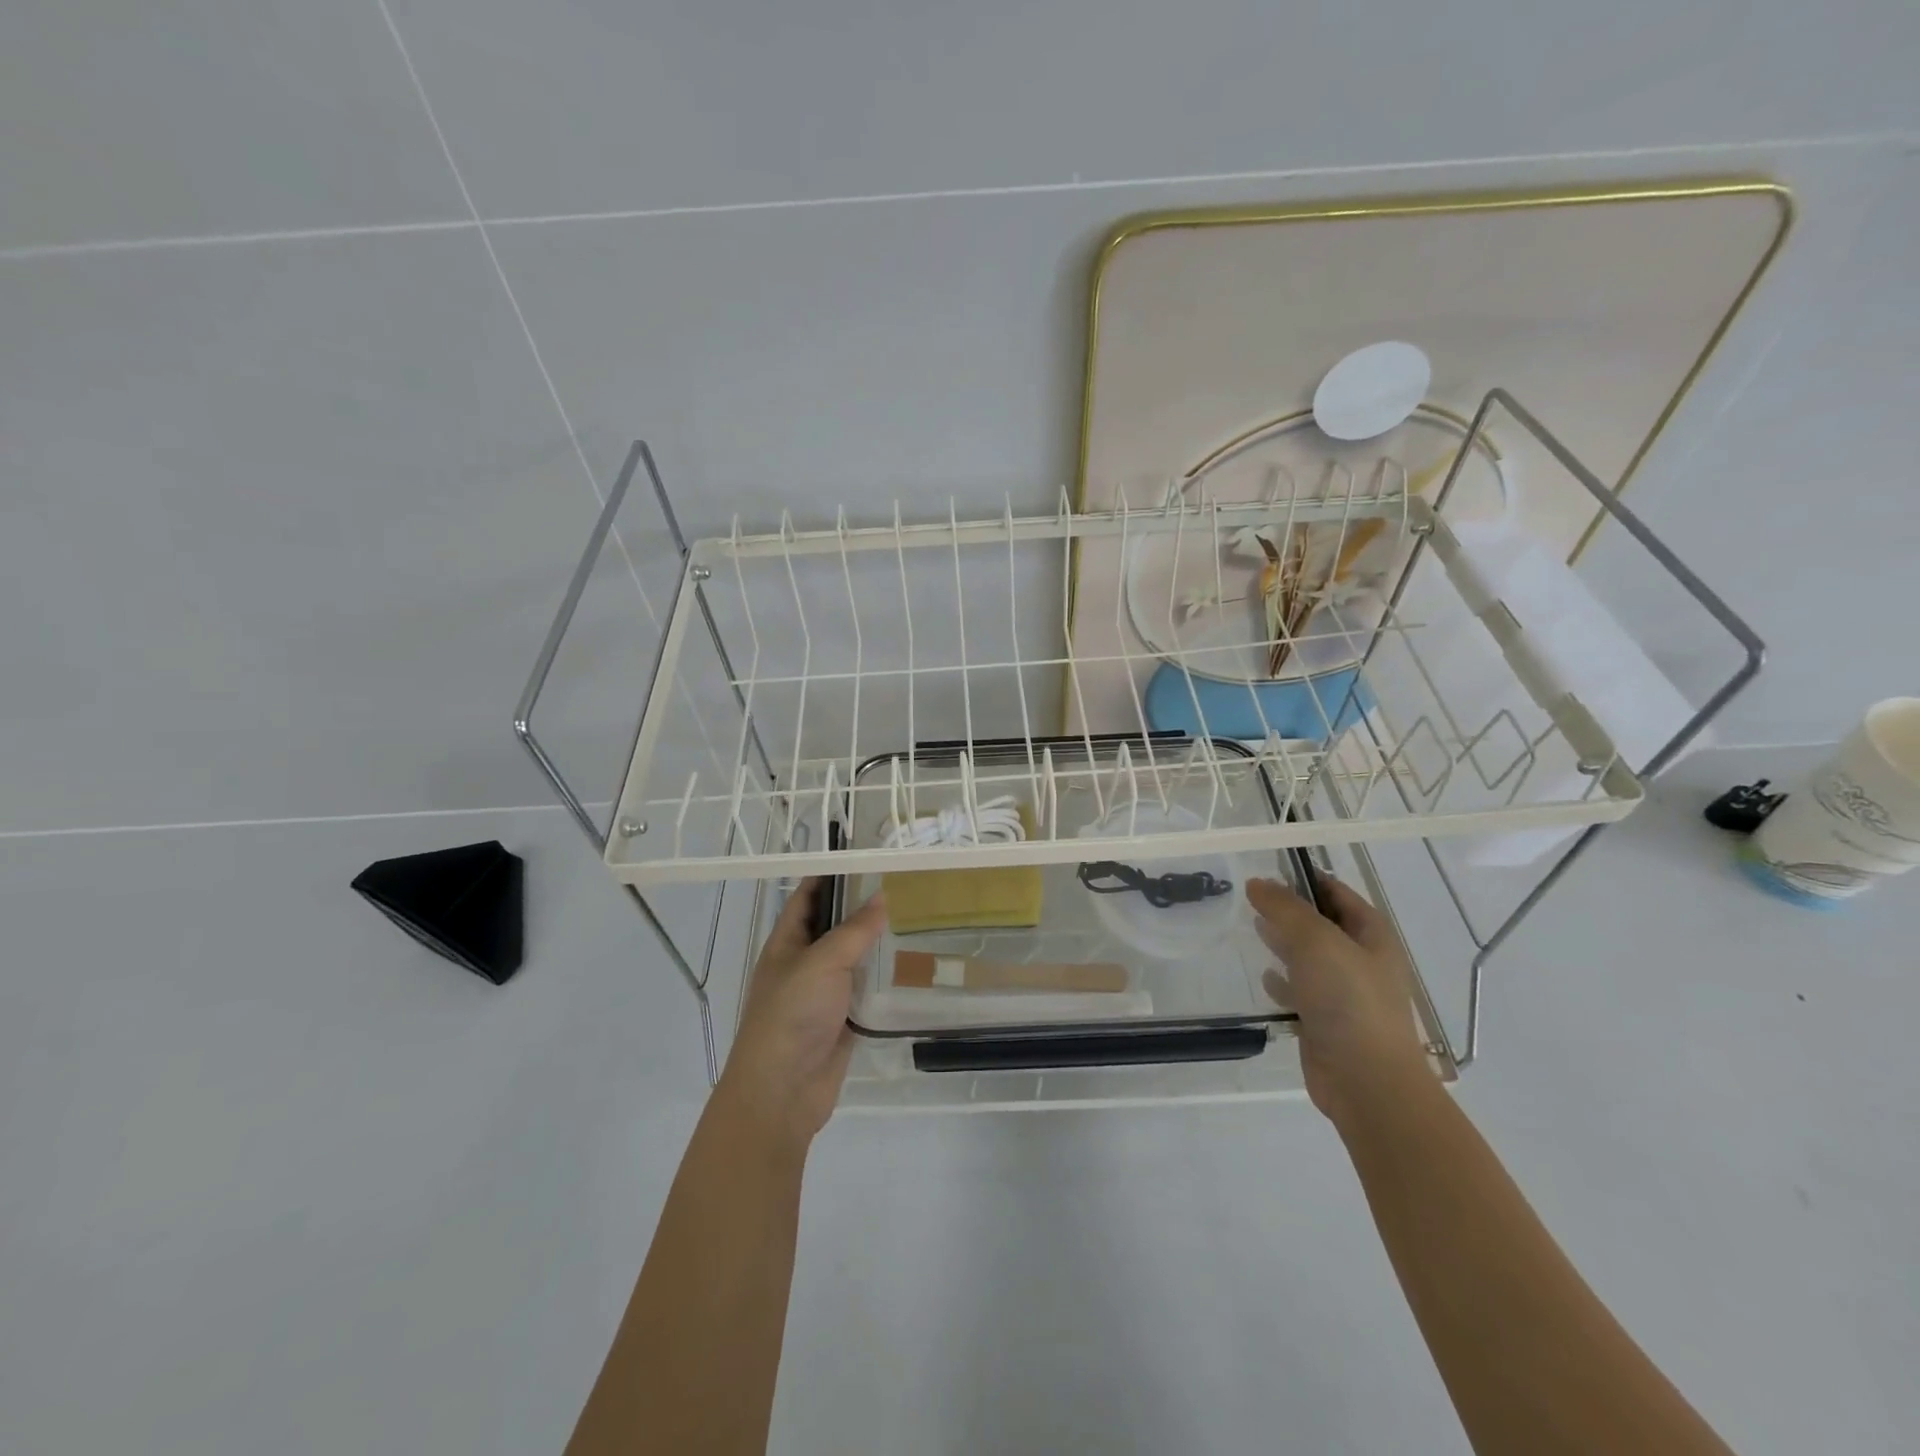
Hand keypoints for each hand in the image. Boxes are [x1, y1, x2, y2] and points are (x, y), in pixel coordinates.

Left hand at [717, 879, 886, 1150]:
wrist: (783, 1091)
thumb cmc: (791, 1015)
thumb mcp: (822, 963)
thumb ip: (854, 930)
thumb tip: (882, 896)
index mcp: (787, 943)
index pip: (808, 897)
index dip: (831, 874)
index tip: (865, 855)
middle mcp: (804, 963)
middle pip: (834, 926)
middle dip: (861, 906)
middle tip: (902, 882)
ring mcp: (824, 993)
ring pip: (853, 957)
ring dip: (877, 941)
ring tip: (915, 914)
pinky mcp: (843, 1018)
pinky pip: (866, 989)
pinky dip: (884, 976)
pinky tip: (912, 962)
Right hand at [1246, 875, 1431, 1123]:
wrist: (1366, 1081)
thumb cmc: (1348, 1000)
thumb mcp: (1315, 941)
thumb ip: (1284, 908)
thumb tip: (1257, 883)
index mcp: (1371, 935)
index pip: (1336, 892)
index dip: (1305, 878)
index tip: (1267, 868)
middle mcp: (1361, 960)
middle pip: (1321, 923)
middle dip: (1289, 910)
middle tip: (1251, 898)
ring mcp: (1344, 993)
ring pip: (1308, 957)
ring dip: (1283, 943)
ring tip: (1252, 929)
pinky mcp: (1325, 1021)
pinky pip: (1300, 992)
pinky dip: (1283, 982)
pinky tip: (1265, 979)